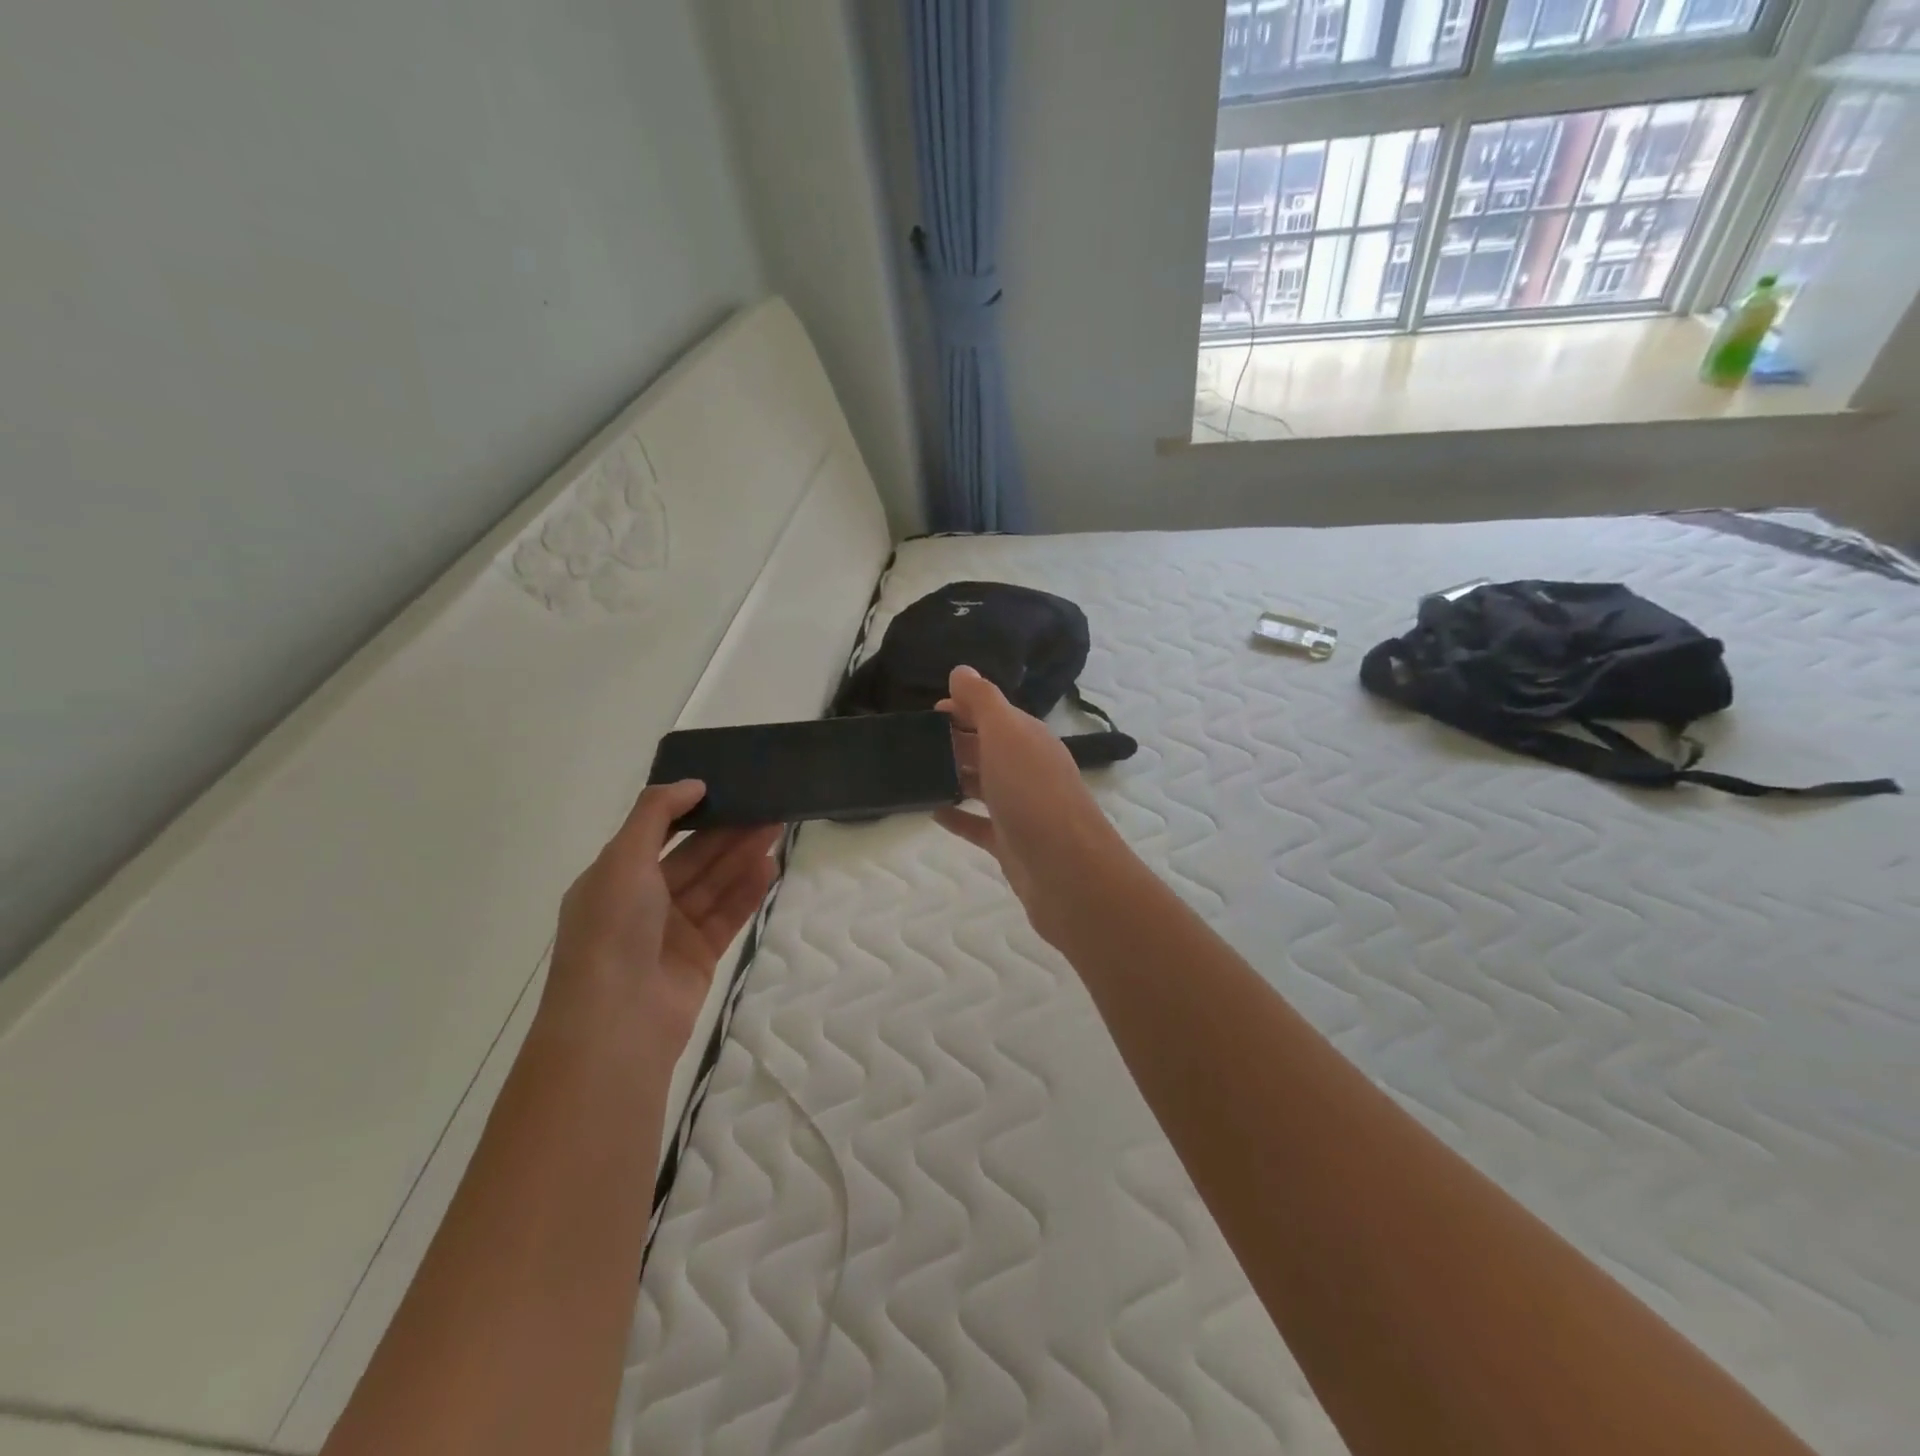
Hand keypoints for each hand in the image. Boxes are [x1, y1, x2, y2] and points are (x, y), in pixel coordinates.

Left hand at [548, 780, 779, 1051]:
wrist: (617, 1023)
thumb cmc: (613, 930)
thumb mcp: (623, 859)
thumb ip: (656, 814)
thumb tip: (692, 783)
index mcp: (614, 878)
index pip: (657, 835)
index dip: (691, 811)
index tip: (726, 788)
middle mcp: (641, 903)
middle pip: (692, 858)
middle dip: (727, 831)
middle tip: (766, 805)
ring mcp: (671, 933)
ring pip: (714, 885)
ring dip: (742, 856)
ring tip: (776, 828)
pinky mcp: (699, 957)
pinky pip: (727, 915)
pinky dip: (747, 892)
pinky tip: (769, 867)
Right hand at [937, 666, 1127, 945]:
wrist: (1067, 870)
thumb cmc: (1033, 793)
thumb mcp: (1006, 735)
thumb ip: (983, 701)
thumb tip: (961, 670)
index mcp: (1028, 739)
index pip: (994, 713)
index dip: (965, 707)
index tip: (929, 710)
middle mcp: (1026, 769)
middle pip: (987, 747)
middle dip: (955, 741)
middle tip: (914, 742)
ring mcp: (1019, 808)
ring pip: (983, 785)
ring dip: (955, 776)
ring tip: (916, 773)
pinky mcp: (1010, 843)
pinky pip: (978, 825)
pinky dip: (958, 817)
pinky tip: (932, 813)